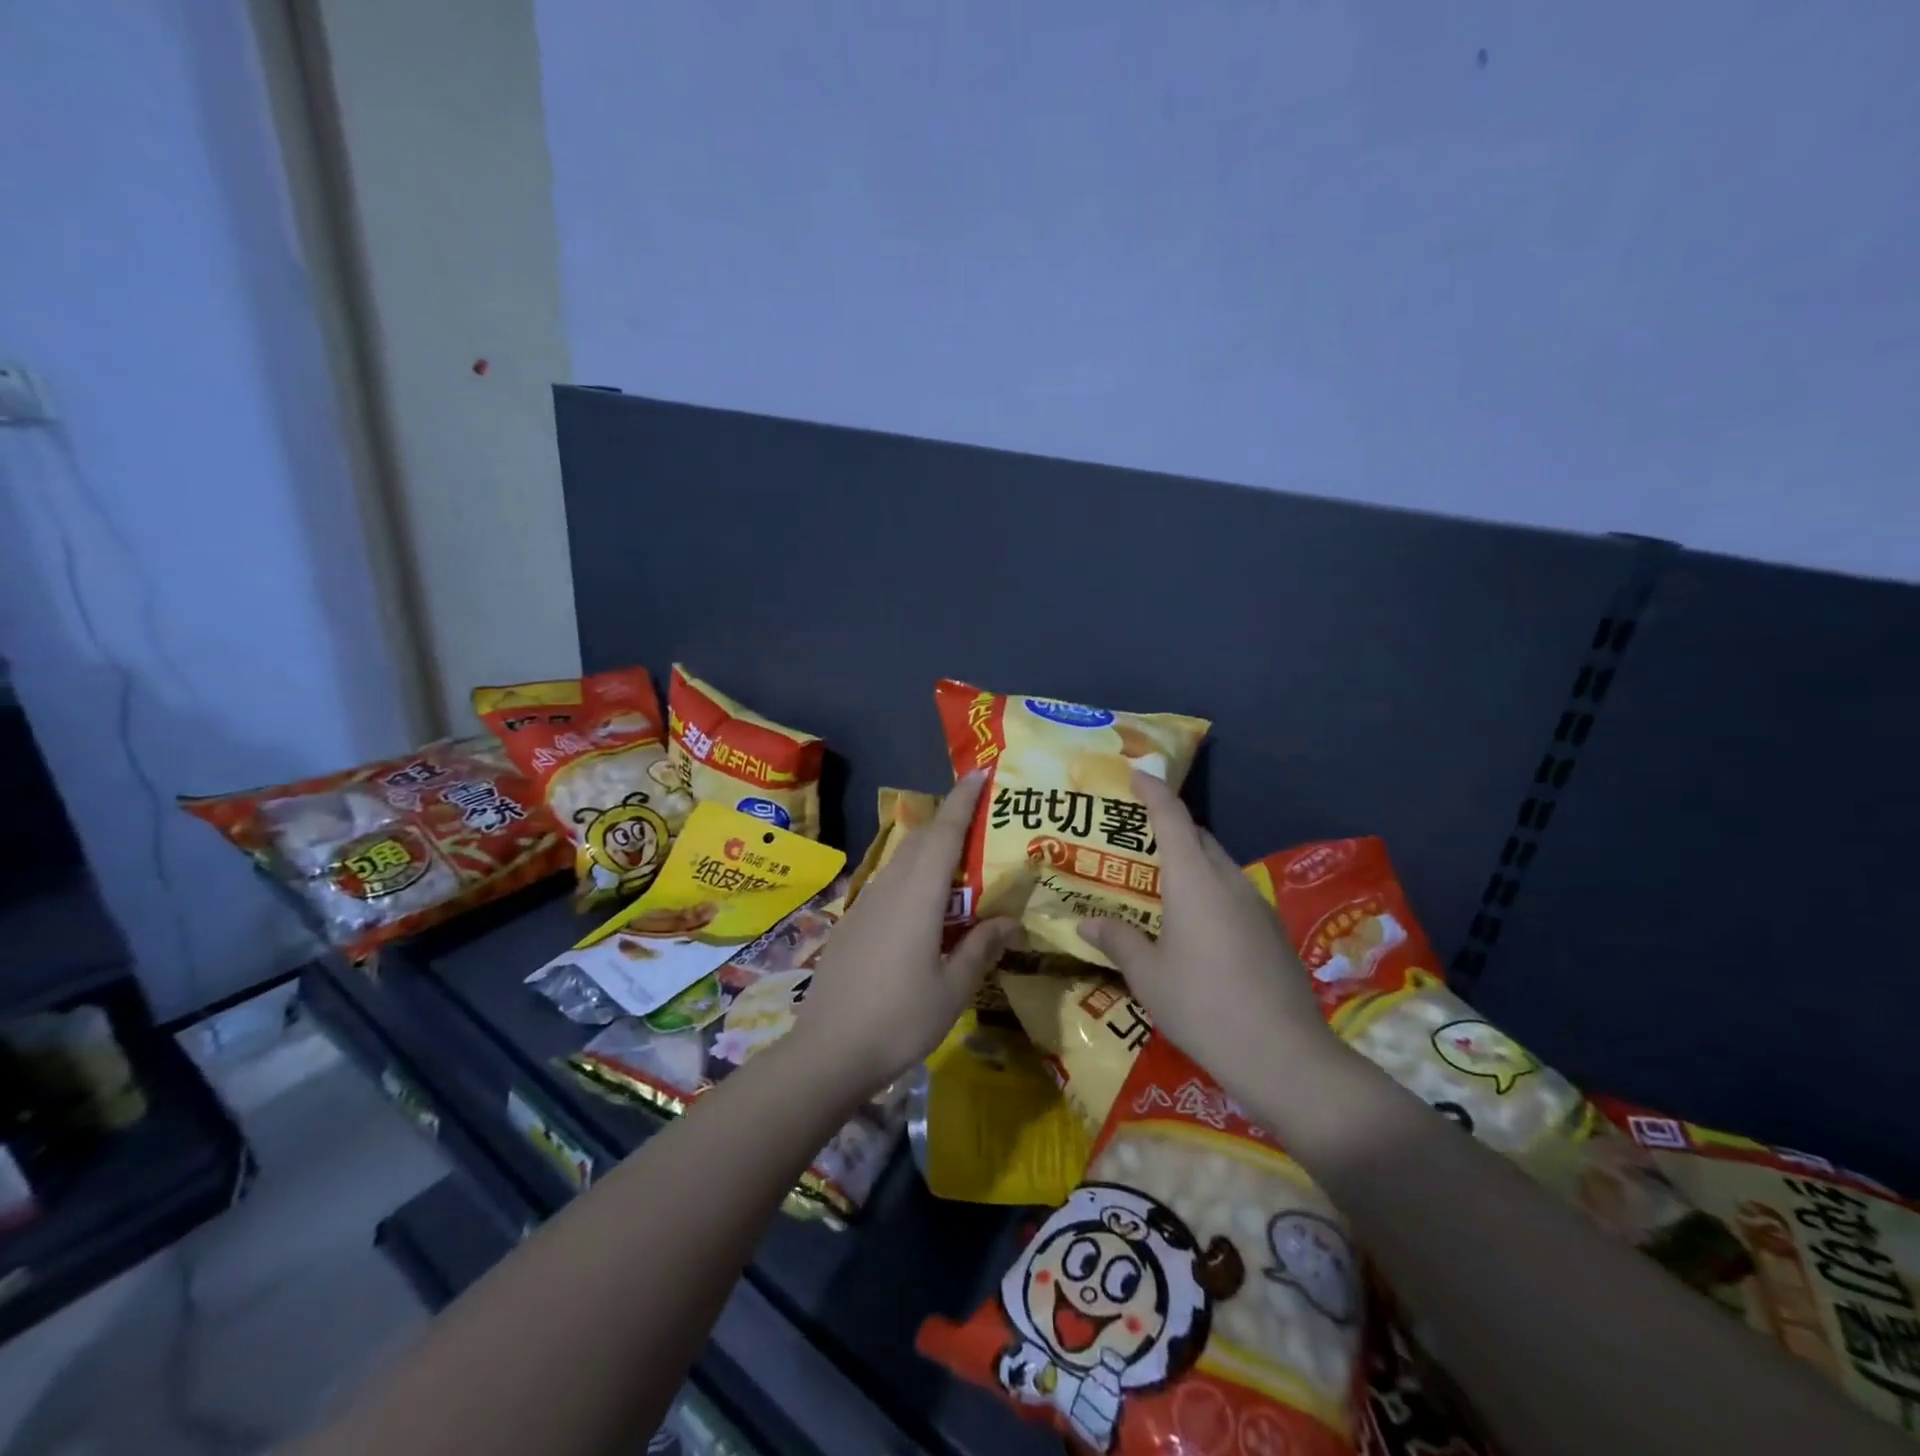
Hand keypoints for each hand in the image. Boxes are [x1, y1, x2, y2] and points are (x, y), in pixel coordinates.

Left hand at [789, 771, 1017, 1096]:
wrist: (827, 1051)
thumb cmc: (898, 1019)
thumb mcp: (952, 989)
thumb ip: (981, 947)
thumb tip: (1010, 921)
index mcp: (917, 896)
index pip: (944, 832)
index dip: (963, 799)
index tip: (980, 771)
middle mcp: (889, 888)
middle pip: (922, 840)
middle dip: (951, 820)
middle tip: (983, 820)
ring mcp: (866, 904)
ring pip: (904, 861)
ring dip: (932, 851)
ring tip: (962, 862)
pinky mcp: (853, 923)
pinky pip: (890, 884)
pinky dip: (914, 877)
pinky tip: (927, 906)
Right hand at [1078, 772, 1342, 1104]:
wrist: (1283, 1055)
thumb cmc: (1202, 1006)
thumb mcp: (1149, 976)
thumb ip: (1118, 941)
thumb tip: (1087, 924)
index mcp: (1193, 880)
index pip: (1172, 818)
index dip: (1154, 791)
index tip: (1139, 773)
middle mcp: (1227, 881)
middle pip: (1198, 837)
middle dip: (1170, 827)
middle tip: (1137, 838)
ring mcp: (1256, 904)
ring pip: (1218, 864)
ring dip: (1192, 861)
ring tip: (1161, 882)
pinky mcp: (1272, 930)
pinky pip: (1233, 892)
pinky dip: (1210, 889)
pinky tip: (1196, 924)